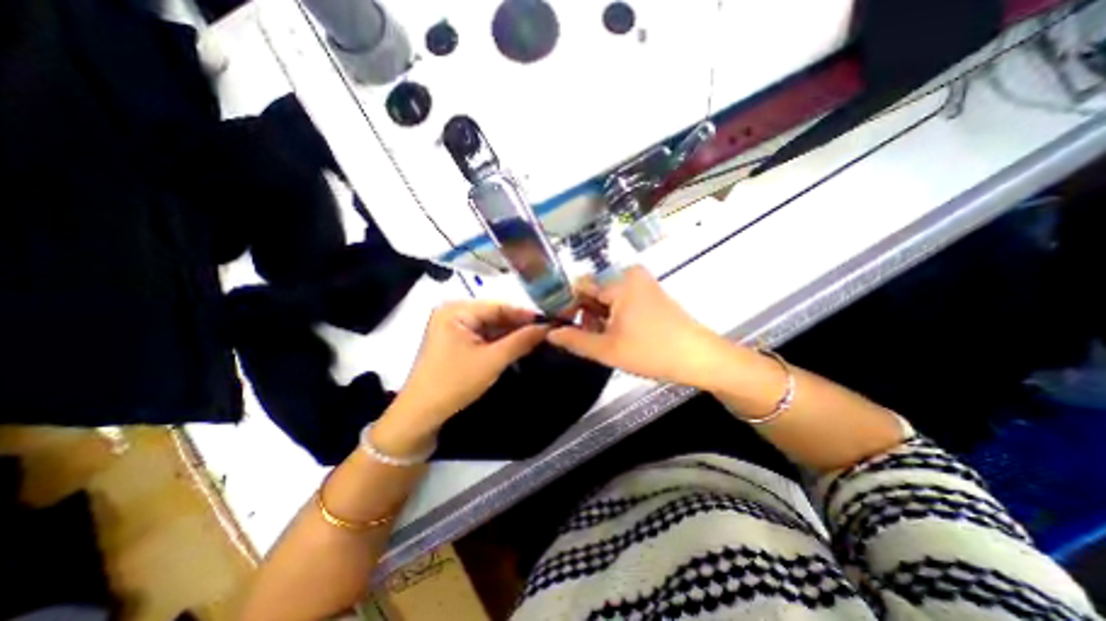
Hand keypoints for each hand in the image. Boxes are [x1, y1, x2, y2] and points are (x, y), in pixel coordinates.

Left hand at [375, 300, 547, 454]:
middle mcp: (454, 312)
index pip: (499, 305)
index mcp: (456, 309)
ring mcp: (453, 326)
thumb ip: (521, 341)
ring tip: (537, 338)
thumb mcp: (492, 360)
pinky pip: (483, 335)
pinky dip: (500, 341)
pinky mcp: (455, 340)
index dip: (525, 313)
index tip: (549, 320)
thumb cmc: (454, 382)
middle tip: (546, 331)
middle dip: (519, 325)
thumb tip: (548, 327)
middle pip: (495, 314)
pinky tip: (518, 345)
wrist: (421, 414)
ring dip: (511, 333)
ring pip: (491, 325)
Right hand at [545, 263, 732, 387]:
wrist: (700, 358)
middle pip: (594, 291)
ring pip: (607, 297)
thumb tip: (551, 333)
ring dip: (600, 317)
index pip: (580, 286)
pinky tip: (619, 334)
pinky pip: (622, 299)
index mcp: (619, 283)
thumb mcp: (608, 349)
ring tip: (604, 340)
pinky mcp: (651, 293)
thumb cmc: (652, 351)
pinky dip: (615, 315)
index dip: (567, 306)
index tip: (562, 327)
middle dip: (585, 314)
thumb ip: (575, 339)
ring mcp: (643, 283)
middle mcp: (630, 275)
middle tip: (587, 339)